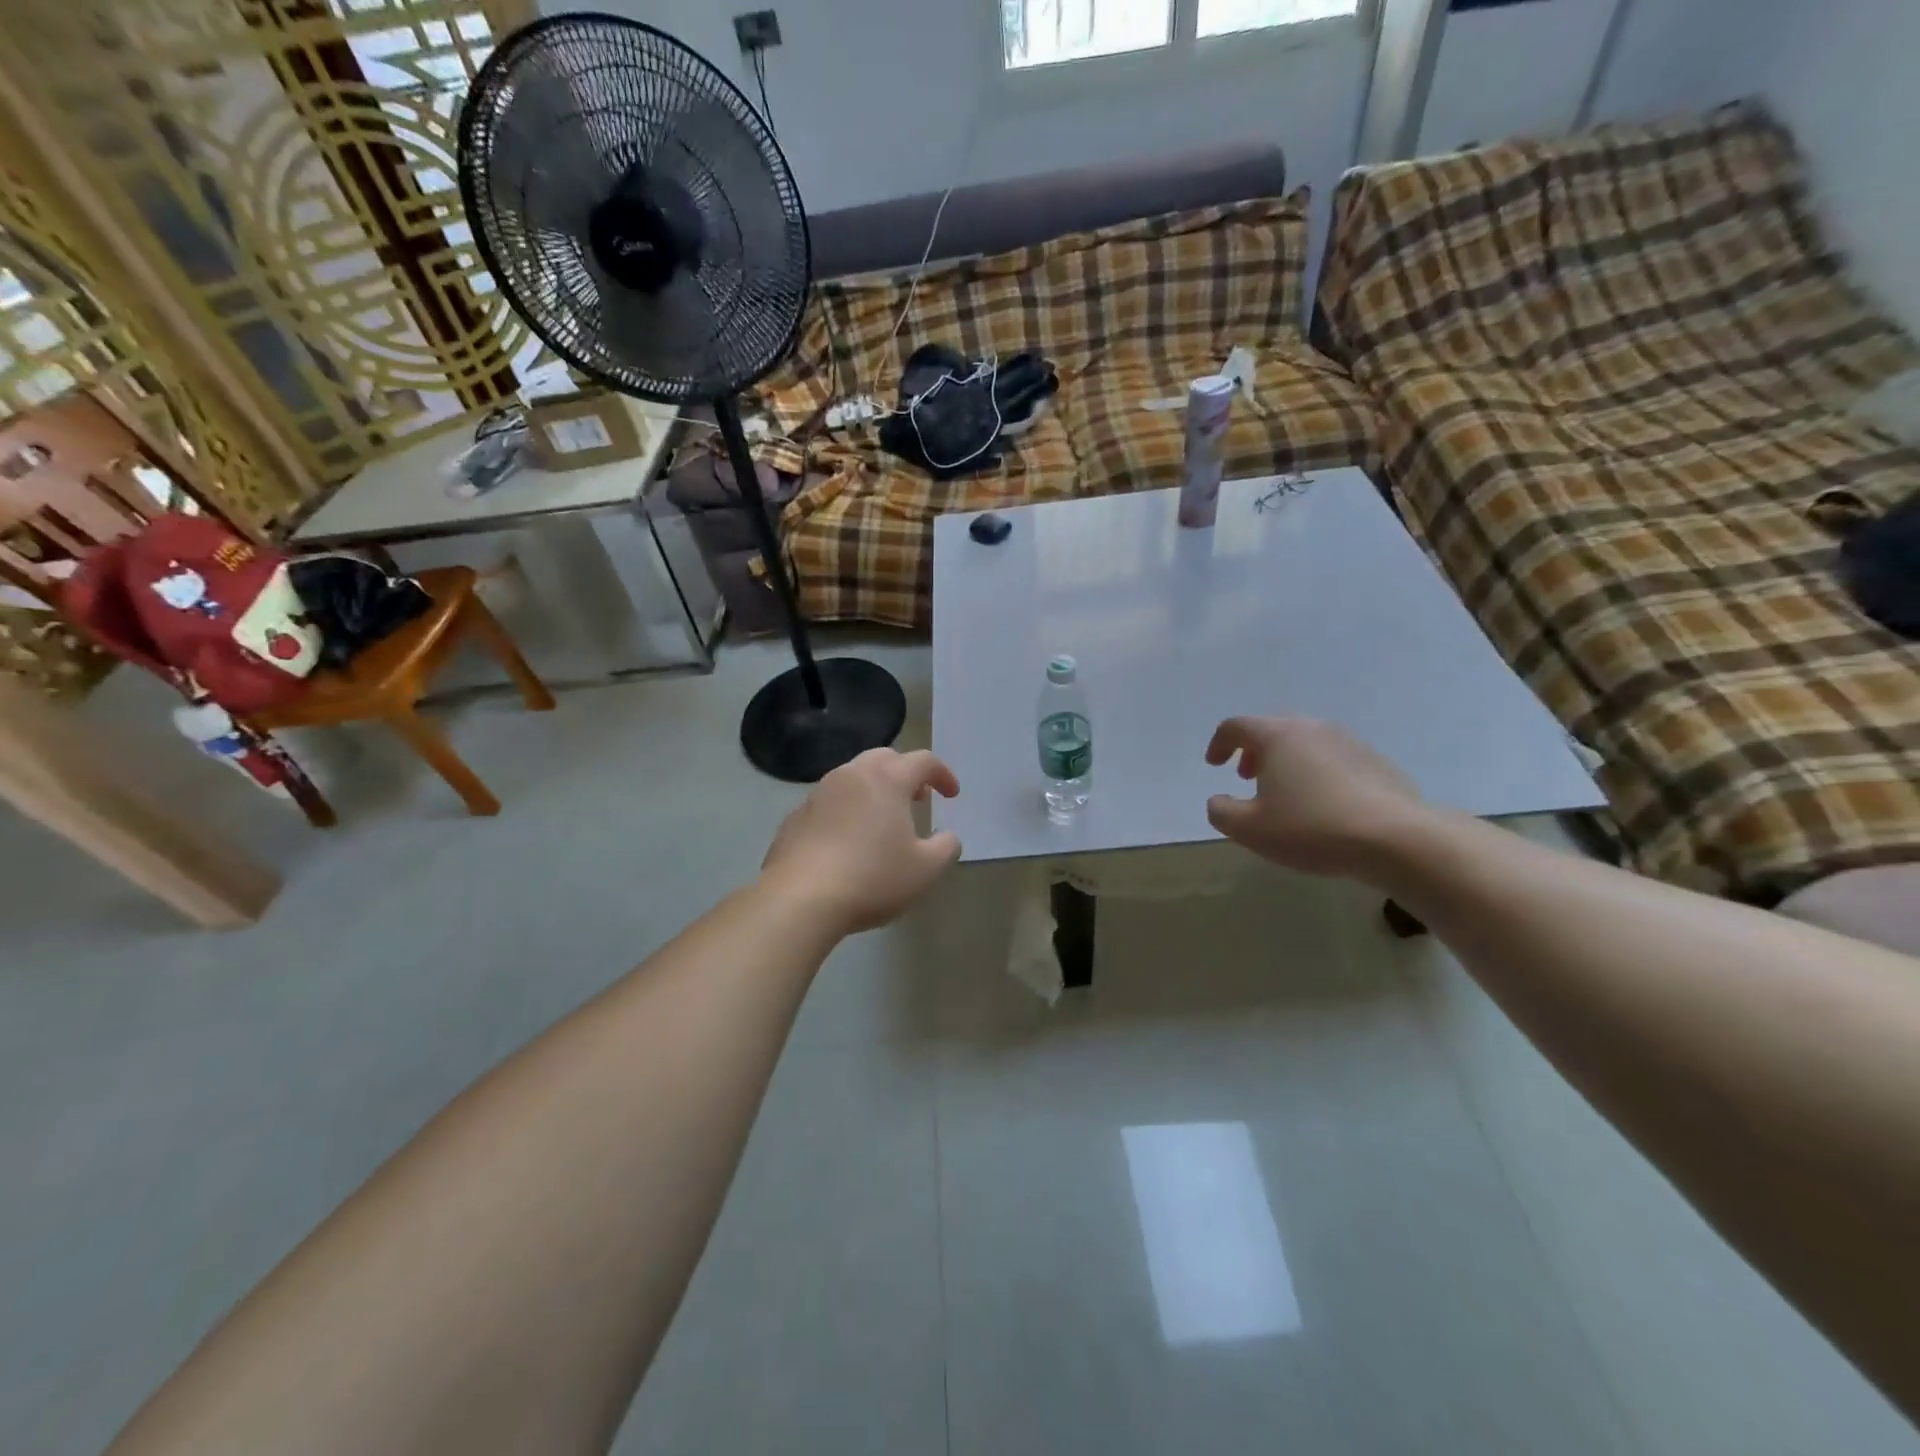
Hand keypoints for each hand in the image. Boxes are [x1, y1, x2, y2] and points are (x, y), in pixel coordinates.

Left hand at [761, 749, 962, 933]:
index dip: (942, 774)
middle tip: (917, 798)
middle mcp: (851, 776)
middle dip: (905, 773)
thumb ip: (946, 847)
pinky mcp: (794, 817)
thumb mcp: (926, 870)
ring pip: (852, 778)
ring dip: (873, 790)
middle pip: (884, 758)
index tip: (951, 795)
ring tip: (882, 820)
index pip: (923, 761)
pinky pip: (828, 803)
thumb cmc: (872, 879)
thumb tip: (948, 836)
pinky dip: (845, 811)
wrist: (799, 899)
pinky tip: (846, 841)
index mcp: (887, 780)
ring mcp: (818, 794)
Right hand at [1204, 717, 1425, 878]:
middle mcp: (1312, 728)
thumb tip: (1218, 801)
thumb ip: (1221, 812)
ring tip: (1285, 794)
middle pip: (1273, 729)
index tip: (1214, 765)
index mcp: (1277, 736)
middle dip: (1254, 751)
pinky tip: (1322, 806)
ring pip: (1305, 742)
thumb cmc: (1311, 827)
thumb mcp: (1250, 829)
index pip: (1236, 726)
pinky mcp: (1376, 761)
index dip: (1219, 743)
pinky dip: (1317, 773)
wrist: (1396, 838)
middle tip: (1247, 778)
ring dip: (1286, 762)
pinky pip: (1333, 759)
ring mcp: (1348, 742)